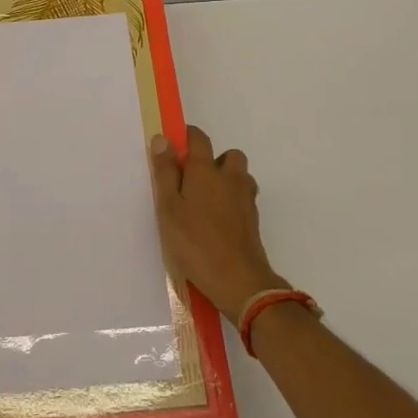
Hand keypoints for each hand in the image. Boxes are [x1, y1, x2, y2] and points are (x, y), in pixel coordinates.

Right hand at [149, 126, 285, 321]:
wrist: (238, 280)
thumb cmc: (195, 242)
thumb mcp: (169, 208)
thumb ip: (165, 172)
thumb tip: (162, 139)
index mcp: (205, 170)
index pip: (199, 138)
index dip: (187, 136)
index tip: (174, 147)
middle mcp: (230, 177)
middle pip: (228, 155)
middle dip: (214, 160)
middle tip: (193, 181)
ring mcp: (246, 198)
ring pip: (240, 176)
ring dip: (227, 180)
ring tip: (207, 202)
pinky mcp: (254, 219)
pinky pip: (244, 198)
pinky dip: (233, 200)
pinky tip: (219, 221)